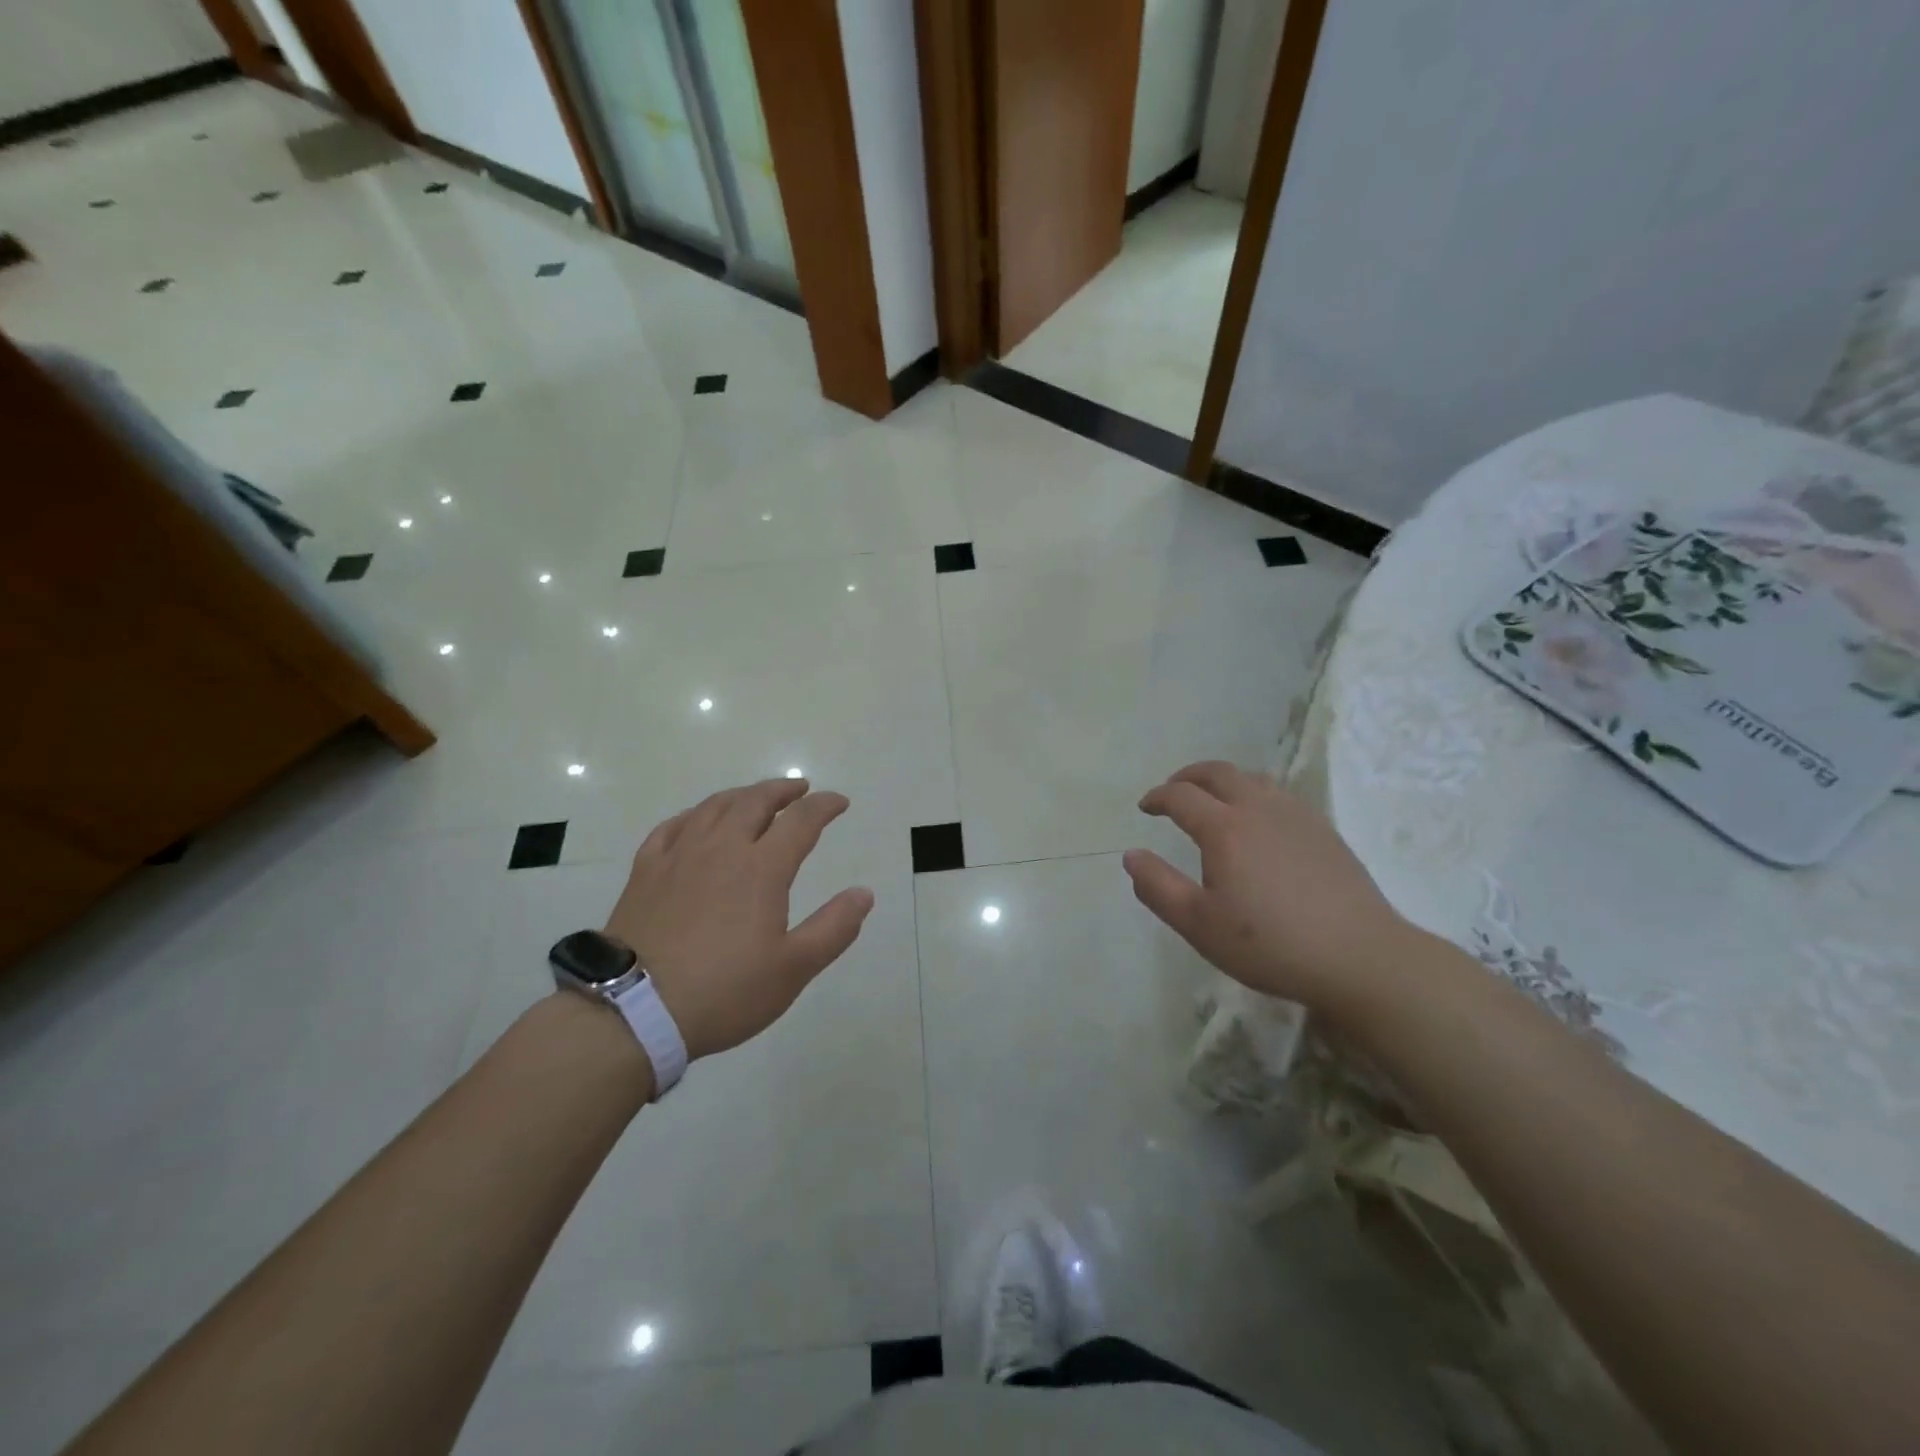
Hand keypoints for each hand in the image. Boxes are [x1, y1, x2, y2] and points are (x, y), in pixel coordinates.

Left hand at [603, 779, 873, 1059]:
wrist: (634, 1012)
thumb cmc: (724, 992)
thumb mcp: (793, 969)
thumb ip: (833, 928)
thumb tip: (864, 893)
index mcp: (761, 869)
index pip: (801, 821)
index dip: (824, 806)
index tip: (839, 802)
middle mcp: (721, 849)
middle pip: (755, 802)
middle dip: (782, 790)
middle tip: (799, 789)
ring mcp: (678, 857)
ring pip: (713, 807)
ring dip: (741, 795)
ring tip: (754, 798)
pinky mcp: (645, 872)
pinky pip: (671, 827)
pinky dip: (693, 815)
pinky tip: (696, 821)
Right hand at [1123, 761, 1411, 1017]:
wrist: (1359, 957)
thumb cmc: (1270, 944)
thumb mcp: (1199, 925)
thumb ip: (1157, 887)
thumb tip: (1131, 855)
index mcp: (1225, 829)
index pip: (1181, 796)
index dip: (1158, 797)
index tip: (1145, 808)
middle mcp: (1259, 809)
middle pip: (1218, 773)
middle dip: (1189, 776)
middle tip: (1173, 791)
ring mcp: (1296, 816)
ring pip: (1253, 778)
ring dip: (1223, 781)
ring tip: (1213, 800)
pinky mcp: (1324, 830)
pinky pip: (1280, 794)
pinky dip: (1254, 793)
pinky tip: (1258, 822)